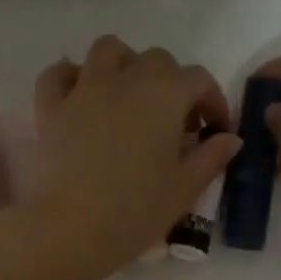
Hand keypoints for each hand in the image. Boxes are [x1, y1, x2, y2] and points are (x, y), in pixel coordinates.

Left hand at [25, 36, 242, 276]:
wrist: (73, 229)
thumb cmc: (137, 211)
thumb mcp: (186, 188)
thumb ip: (211, 157)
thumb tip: (229, 138)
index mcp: (165, 94)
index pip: (199, 79)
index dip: (212, 101)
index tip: (213, 130)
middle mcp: (126, 79)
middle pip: (157, 60)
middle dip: (172, 83)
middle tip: (173, 122)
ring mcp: (84, 89)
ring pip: (107, 50)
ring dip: (124, 64)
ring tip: (129, 97)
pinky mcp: (51, 107)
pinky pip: (58, 74)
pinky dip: (71, 78)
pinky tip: (80, 97)